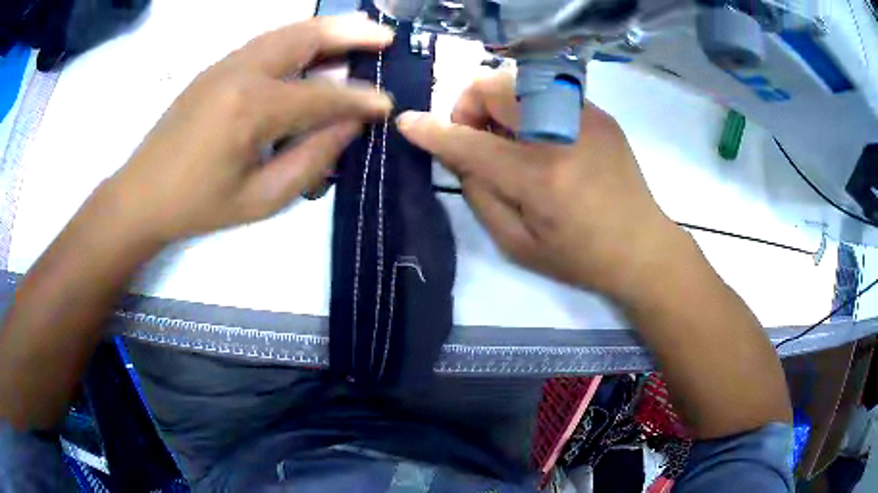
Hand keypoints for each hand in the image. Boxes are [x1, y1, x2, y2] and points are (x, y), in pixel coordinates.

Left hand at [105, 15, 393, 242]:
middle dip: (351, 34)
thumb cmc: (199, 206)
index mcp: (251, 110)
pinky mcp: (216, 66)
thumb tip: (348, 125)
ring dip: (327, 28)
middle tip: (385, 37)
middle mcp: (241, 73)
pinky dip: (299, 36)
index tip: (387, 104)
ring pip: (286, 31)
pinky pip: (267, 40)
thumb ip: (311, 160)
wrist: (141, 194)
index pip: (322, 95)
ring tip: (360, 30)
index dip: (359, 100)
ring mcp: (226, 63)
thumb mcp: (260, 199)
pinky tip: (314, 44)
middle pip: (306, 38)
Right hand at [398, 72, 679, 295]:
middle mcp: (562, 134)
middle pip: (494, 87)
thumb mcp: (519, 245)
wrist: (643, 247)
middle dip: (469, 105)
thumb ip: (480, 195)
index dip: (432, 131)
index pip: (470, 143)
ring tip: (507, 136)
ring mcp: (585, 117)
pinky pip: (546, 91)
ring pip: (519, 80)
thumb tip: (459, 154)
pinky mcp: (599, 113)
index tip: (407, 122)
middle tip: (475, 135)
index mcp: (541, 178)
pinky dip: (527, 105)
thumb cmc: (580, 257)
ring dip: (498, 101)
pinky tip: (538, 136)